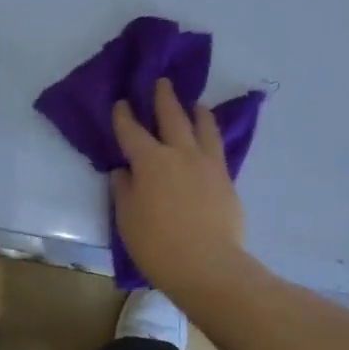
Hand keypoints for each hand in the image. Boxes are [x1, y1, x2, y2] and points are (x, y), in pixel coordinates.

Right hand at [111, 78, 253, 305]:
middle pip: (172, 117)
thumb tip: (124, 172)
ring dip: (197, 112)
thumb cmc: (158, 246)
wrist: (209, 267)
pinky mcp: (226, 180)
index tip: (122, 103)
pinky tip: (210, 141)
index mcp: (150, 161)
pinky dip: (212, 137)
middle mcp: (180, 153)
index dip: (124, 116)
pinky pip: (218, 149)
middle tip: (162, 82)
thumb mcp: (127, 220)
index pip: (132, 131)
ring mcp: (208, 165)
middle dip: (164, 98)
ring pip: (204, 128)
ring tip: (197, 105)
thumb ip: (125, 190)